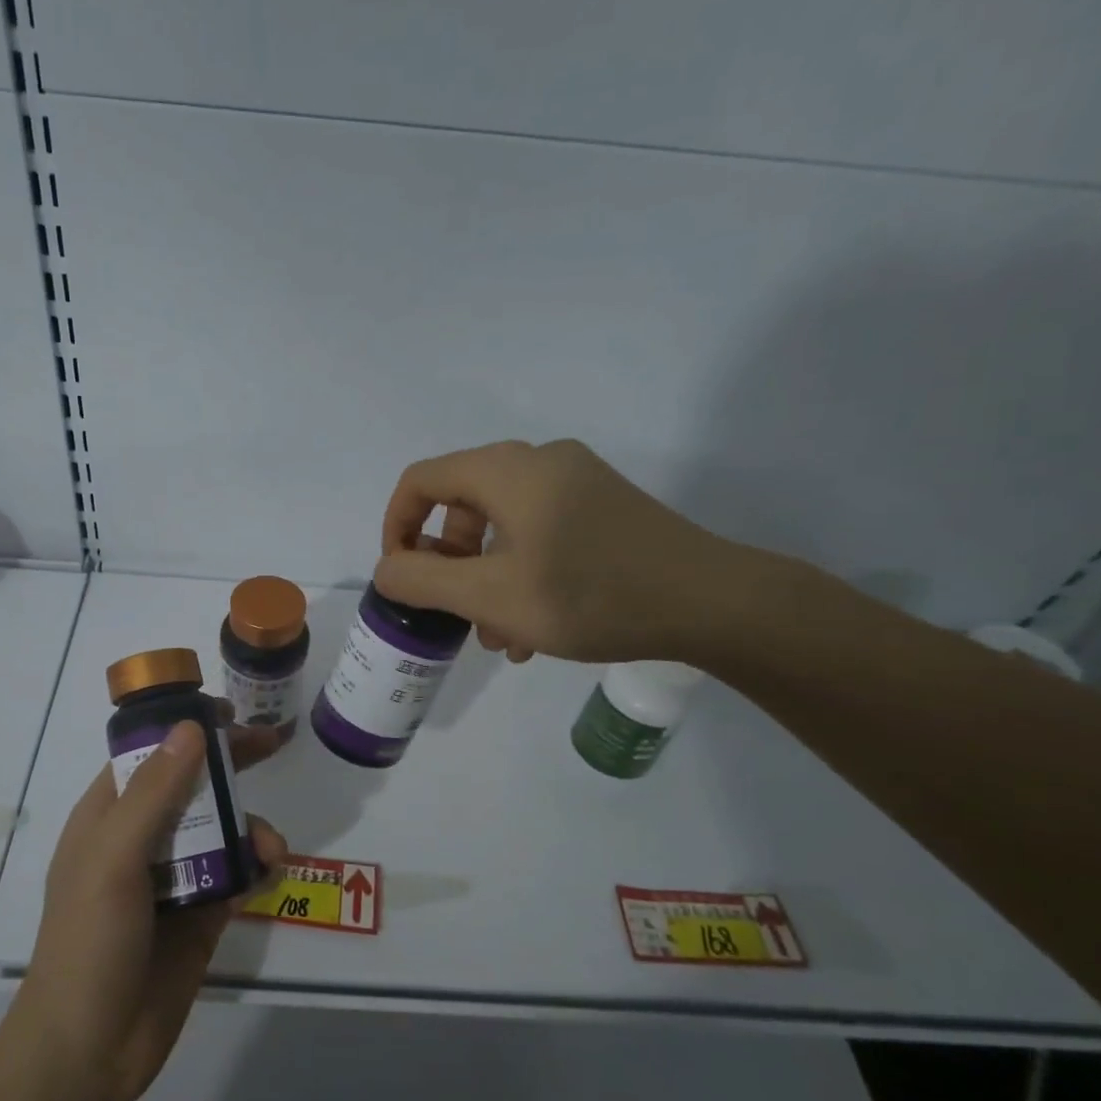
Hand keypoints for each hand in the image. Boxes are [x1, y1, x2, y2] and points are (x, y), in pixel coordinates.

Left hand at [21, 716, 286, 1100]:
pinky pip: (236, 873)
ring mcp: (172, 877)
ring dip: (250, 826)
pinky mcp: (201, 913)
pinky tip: (272, 869)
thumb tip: (191, 728)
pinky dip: (257, 864)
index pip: (149, 754)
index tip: (227, 714)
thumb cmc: (90, 942)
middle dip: (229, 764)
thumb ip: (155, 793)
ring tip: (272, 847)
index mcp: (108, 816)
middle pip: (190, 784)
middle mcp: (140, 839)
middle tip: (273, 744)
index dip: (184, 729)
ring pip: (220, 828)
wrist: (91, 1050)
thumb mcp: (114, 858)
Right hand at [375, 439, 750, 663]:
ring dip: (485, 579)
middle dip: (448, 565)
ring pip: (501, 526)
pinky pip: (538, 532)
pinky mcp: (602, 507)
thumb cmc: (590, 595)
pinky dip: (521, 572)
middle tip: (458, 616)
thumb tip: (387, 569)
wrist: (713, 603)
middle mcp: (539, 462)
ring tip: (500, 637)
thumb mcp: (492, 597)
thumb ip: (424, 581)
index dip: (397, 526)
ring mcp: (576, 482)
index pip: (421, 480)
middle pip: (461, 504)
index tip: (402, 577)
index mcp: (506, 470)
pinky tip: (535, 628)